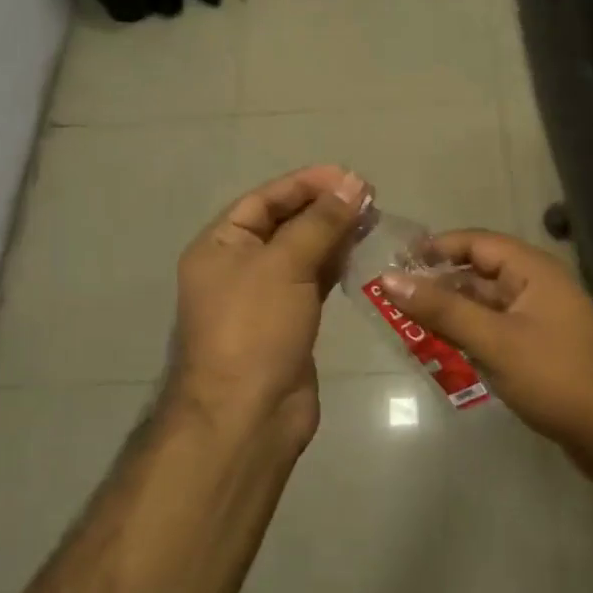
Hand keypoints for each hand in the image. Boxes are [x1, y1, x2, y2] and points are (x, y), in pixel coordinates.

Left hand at [167, 165, 369, 447]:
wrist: (248, 415)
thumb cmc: (255, 328)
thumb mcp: (285, 265)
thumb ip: (320, 222)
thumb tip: (352, 183)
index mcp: (220, 246)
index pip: (264, 200)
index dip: (305, 184)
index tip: (348, 177)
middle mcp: (237, 266)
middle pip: (283, 223)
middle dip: (323, 207)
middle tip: (368, 196)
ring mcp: (263, 296)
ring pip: (301, 252)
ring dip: (333, 233)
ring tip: (372, 218)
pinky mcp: (288, 321)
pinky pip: (312, 280)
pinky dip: (334, 263)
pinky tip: (360, 250)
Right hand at [383, 232, 592, 470]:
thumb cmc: (555, 377)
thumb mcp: (493, 341)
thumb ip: (442, 310)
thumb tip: (390, 279)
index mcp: (532, 270)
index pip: (476, 243)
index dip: (436, 247)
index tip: (397, 262)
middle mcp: (536, 286)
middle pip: (478, 273)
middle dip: (438, 283)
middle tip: (393, 298)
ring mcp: (539, 318)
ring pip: (484, 304)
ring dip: (450, 312)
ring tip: (407, 325)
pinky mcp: (538, 347)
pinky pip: (495, 329)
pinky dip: (468, 335)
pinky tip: (441, 350)